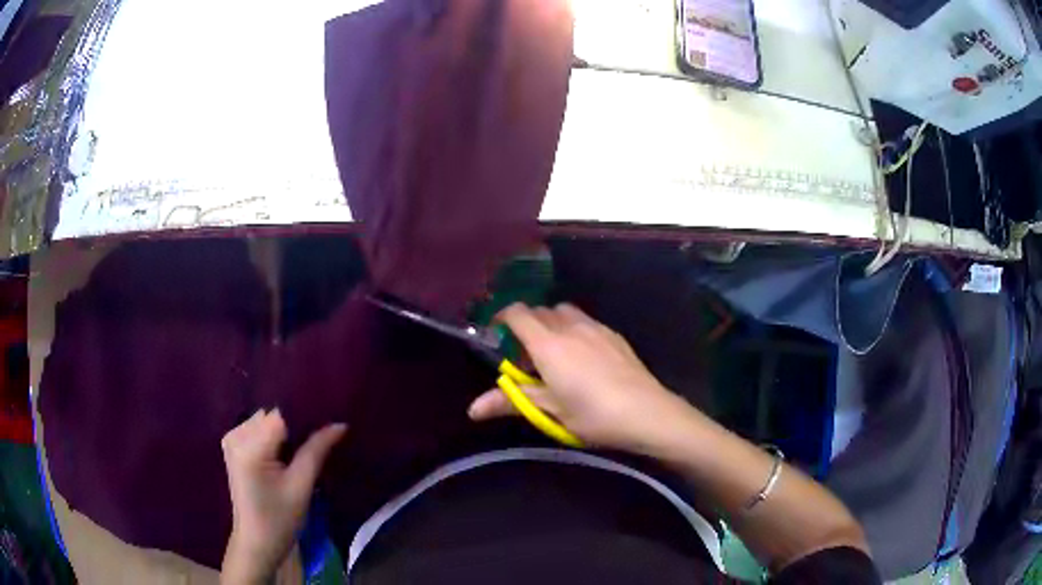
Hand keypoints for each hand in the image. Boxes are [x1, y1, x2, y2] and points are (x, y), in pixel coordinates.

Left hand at [220, 409, 345, 583]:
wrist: (257, 542)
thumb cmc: (280, 520)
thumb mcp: (302, 486)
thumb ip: (317, 450)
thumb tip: (340, 424)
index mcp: (248, 446)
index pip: (280, 414)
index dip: (305, 414)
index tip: (329, 417)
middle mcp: (235, 435)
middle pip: (272, 415)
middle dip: (297, 422)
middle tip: (323, 433)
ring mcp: (231, 439)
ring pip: (266, 420)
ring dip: (287, 429)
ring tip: (309, 442)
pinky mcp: (233, 446)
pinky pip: (258, 429)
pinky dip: (276, 436)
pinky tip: (289, 450)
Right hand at [468, 303, 693, 452]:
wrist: (647, 412)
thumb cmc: (593, 415)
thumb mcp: (550, 412)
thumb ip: (511, 402)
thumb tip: (471, 409)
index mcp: (548, 344)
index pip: (518, 314)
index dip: (502, 317)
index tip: (496, 333)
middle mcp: (570, 327)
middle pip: (540, 311)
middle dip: (527, 326)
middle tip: (527, 359)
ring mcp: (596, 328)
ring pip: (565, 312)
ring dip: (552, 325)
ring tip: (556, 355)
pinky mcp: (615, 335)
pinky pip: (586, 321)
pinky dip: (574, 329)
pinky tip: (585, 358)